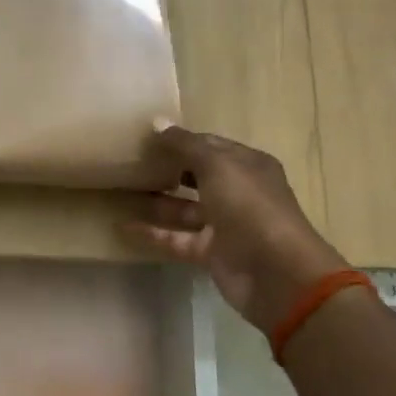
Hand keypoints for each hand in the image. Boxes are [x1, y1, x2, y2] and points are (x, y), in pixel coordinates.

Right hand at [127, 125, 348, 336]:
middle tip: (132, 163)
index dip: (181, 140)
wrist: (274, 272)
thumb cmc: (249, 207)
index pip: (210, 145)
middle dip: (168, 169)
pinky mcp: (210, 252)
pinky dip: (152, 233)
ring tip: (121, 191)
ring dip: (157, 201)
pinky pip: (176, 238)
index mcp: (247, 165)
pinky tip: (122, 226)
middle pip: (197, 176)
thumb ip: (185, 145)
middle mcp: (238, 192)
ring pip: (185, 209)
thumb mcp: (217, 166)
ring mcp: (224, 224)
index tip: (146, 137)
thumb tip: (156, 123)